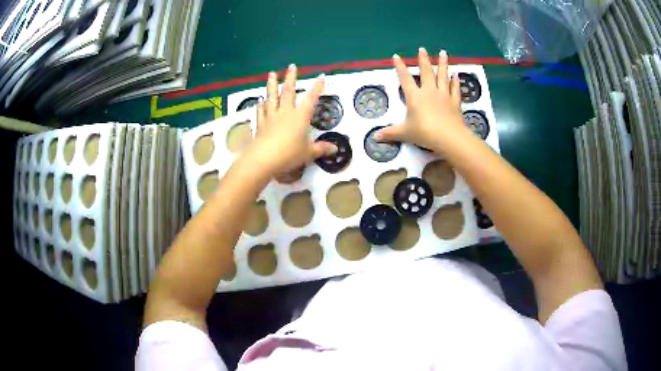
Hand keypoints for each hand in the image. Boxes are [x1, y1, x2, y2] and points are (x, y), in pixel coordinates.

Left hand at [247, 64, 337, 176]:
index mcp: (300, 116)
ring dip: (272, 84)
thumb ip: (321, 149)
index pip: (311, 99)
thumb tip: (335, 149)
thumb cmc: (289, 154)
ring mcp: (271, 117)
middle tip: (292, 66)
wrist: (264, 159)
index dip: (317, 87)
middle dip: (291, 78)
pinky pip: (261, 111)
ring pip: (272, 97)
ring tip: (271, 73)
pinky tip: (259, 100)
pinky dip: (260, 105)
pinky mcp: (261, 124)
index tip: (320, 76)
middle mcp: (286, 112)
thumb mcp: (308, 153)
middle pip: (289, 92)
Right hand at [376, 48, 466, 149]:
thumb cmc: (424, 133)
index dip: (400, 67)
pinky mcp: (455, 103)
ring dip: (442, 64)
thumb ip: (390, 133)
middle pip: (426, 72)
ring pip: (442, 76)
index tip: (396, 56)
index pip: (405, 78)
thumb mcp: (404, 133)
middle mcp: (429, 92)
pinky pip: (455, 89)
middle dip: (423, 60)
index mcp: (415, 96)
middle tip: (422, 49)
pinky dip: (455, 82)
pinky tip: (456, 74)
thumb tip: (374, 137)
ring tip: (443, 52)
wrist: (449, 138)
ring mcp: (444, 96)